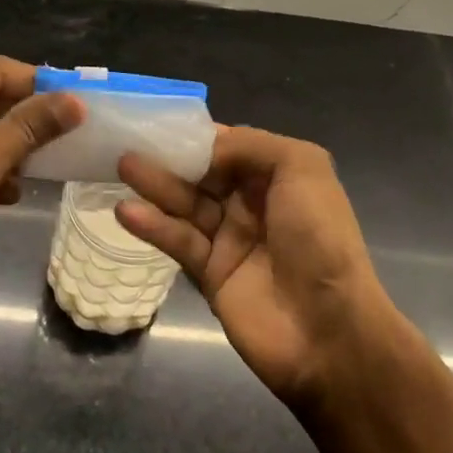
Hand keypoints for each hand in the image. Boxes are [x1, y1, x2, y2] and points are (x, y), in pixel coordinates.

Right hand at [118, 128, 392, 406]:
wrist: (329, 332)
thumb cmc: (319, 238)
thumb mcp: (302, 167)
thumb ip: (250, 144)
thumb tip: (204, 147)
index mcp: (278, 176)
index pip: (229, 145)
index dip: (198, 134)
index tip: (161, 120)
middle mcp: (253, 203)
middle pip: (201, 172)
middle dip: (169, 156)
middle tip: (130, 140)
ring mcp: (230, 239)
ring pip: (185, 203)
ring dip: (155, 184)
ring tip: (123, 165)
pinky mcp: (210, 274)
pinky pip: (178, 241)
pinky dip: (153, 226)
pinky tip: (128, 212)